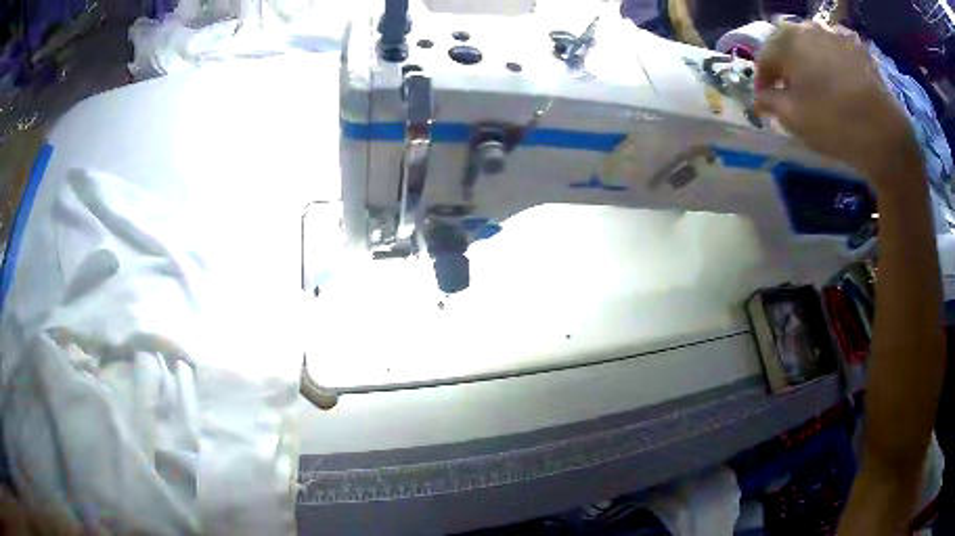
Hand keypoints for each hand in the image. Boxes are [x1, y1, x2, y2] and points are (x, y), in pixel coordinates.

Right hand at [755, 21, 921, 191]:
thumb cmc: (834, 123)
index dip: (762, 83)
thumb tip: (760, 99)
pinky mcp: (857, 47)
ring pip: (813, 45)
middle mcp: (807, 27)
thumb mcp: (792, 118)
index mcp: (785, 40)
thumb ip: (769, 103)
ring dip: (810, 62)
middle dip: (786, 68)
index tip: (766, 104)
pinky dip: (833, 62)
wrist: (885, 134)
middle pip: (788, 46)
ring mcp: (834, 34)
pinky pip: (836, 50)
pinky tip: (840, 82)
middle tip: (792, 93)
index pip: (763, 60)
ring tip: (818, 87)